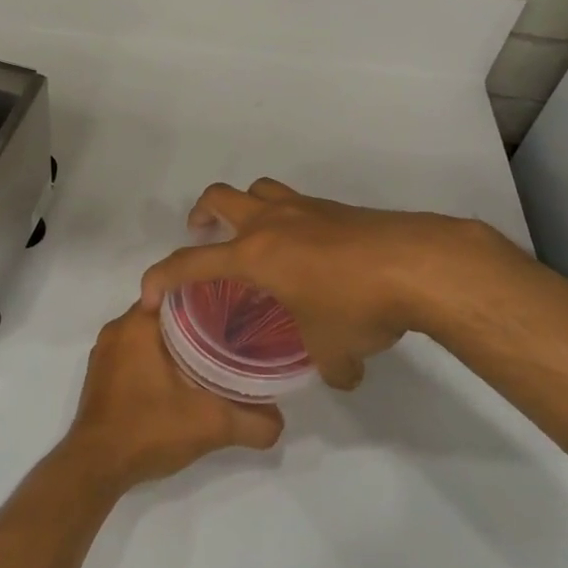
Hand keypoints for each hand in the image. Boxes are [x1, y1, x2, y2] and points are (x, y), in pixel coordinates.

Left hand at [62, 303, 283, 493]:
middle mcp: (118, 329)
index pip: (181, 290)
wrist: (95, 468)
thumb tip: (281, 422)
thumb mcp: (211, 425)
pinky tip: (182, 378)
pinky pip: (136, 353)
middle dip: (198, 321)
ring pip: (151, 334)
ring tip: (213, 355)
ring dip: (178, 342)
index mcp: (139, 323)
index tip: (238, 308)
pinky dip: (158, 359)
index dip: (212, 296)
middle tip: (233, 335)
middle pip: (167, 312)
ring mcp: (106, 353)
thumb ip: (252, 422)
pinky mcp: (101, 375)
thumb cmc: (148, 429)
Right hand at [140, 179, 530, 389]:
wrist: (418, 262)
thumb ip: (329, 366)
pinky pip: (297, 204)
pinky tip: (309, 251)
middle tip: (202, 235)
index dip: (162, 276)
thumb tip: (341, 378)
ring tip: (253, 236)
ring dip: (245, 206)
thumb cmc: (358, 305)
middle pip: (220, 197)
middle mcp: (273, 222)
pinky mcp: (337, 208)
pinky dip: (288, 219)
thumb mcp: (335, 349)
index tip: (149, 294)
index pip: (192, 262)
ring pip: (259, 190)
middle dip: (200, 214)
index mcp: (255, 255)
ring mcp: (306, 209)